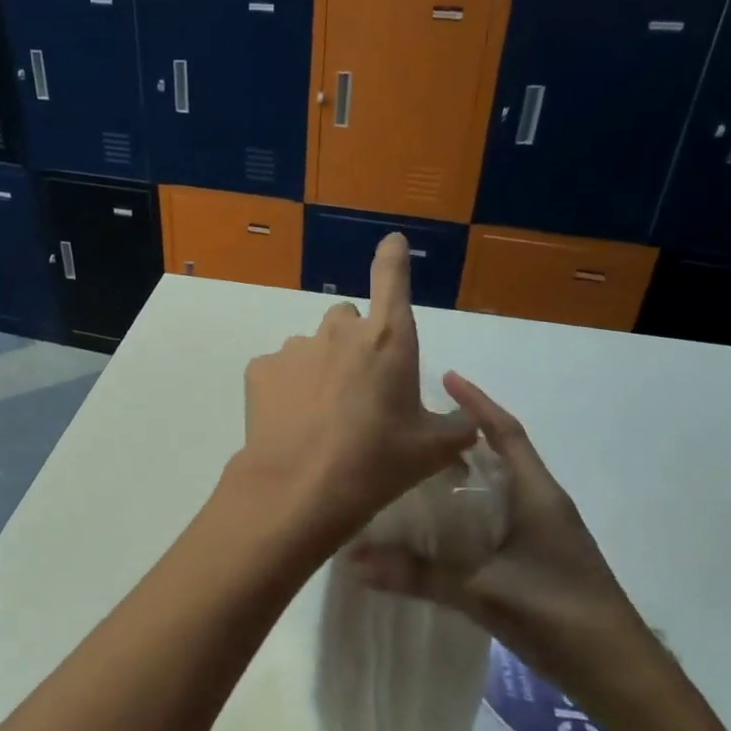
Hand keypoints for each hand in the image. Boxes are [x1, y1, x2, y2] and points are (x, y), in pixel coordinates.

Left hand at [228, 234, 476, 562]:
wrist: (299, 489)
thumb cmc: (376, 463)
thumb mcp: (431, 450)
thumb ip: (457, 427)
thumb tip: (470, 422)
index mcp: (387, 339)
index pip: (392, 279)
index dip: (393, 258)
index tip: (391, 242)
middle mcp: (338, 331)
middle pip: (349, 321)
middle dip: (356, 344)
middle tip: (359, 389)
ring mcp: (294, 347)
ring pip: (313, 347)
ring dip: (321, 368)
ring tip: (322, 416)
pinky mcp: (260, 369)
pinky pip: (280, 369)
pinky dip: (287, 387)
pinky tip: (292, 422)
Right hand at [353, 373, 670, 724]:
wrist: (623, 677)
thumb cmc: (560, 617)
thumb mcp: (483, 593)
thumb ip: (419, 575)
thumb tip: (353, 560)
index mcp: (537, 496)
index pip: (505, 433)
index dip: (477, 403)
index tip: (446, 378)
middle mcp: (542, 505)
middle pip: (501, 455)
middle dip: (463, 436)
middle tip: (415, 426)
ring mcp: (544, 534)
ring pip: (498, 488)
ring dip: (466, 473)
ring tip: (418, 468)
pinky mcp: (540, 560)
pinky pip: (497, 517)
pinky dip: (470, 508)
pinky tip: (441, 524)